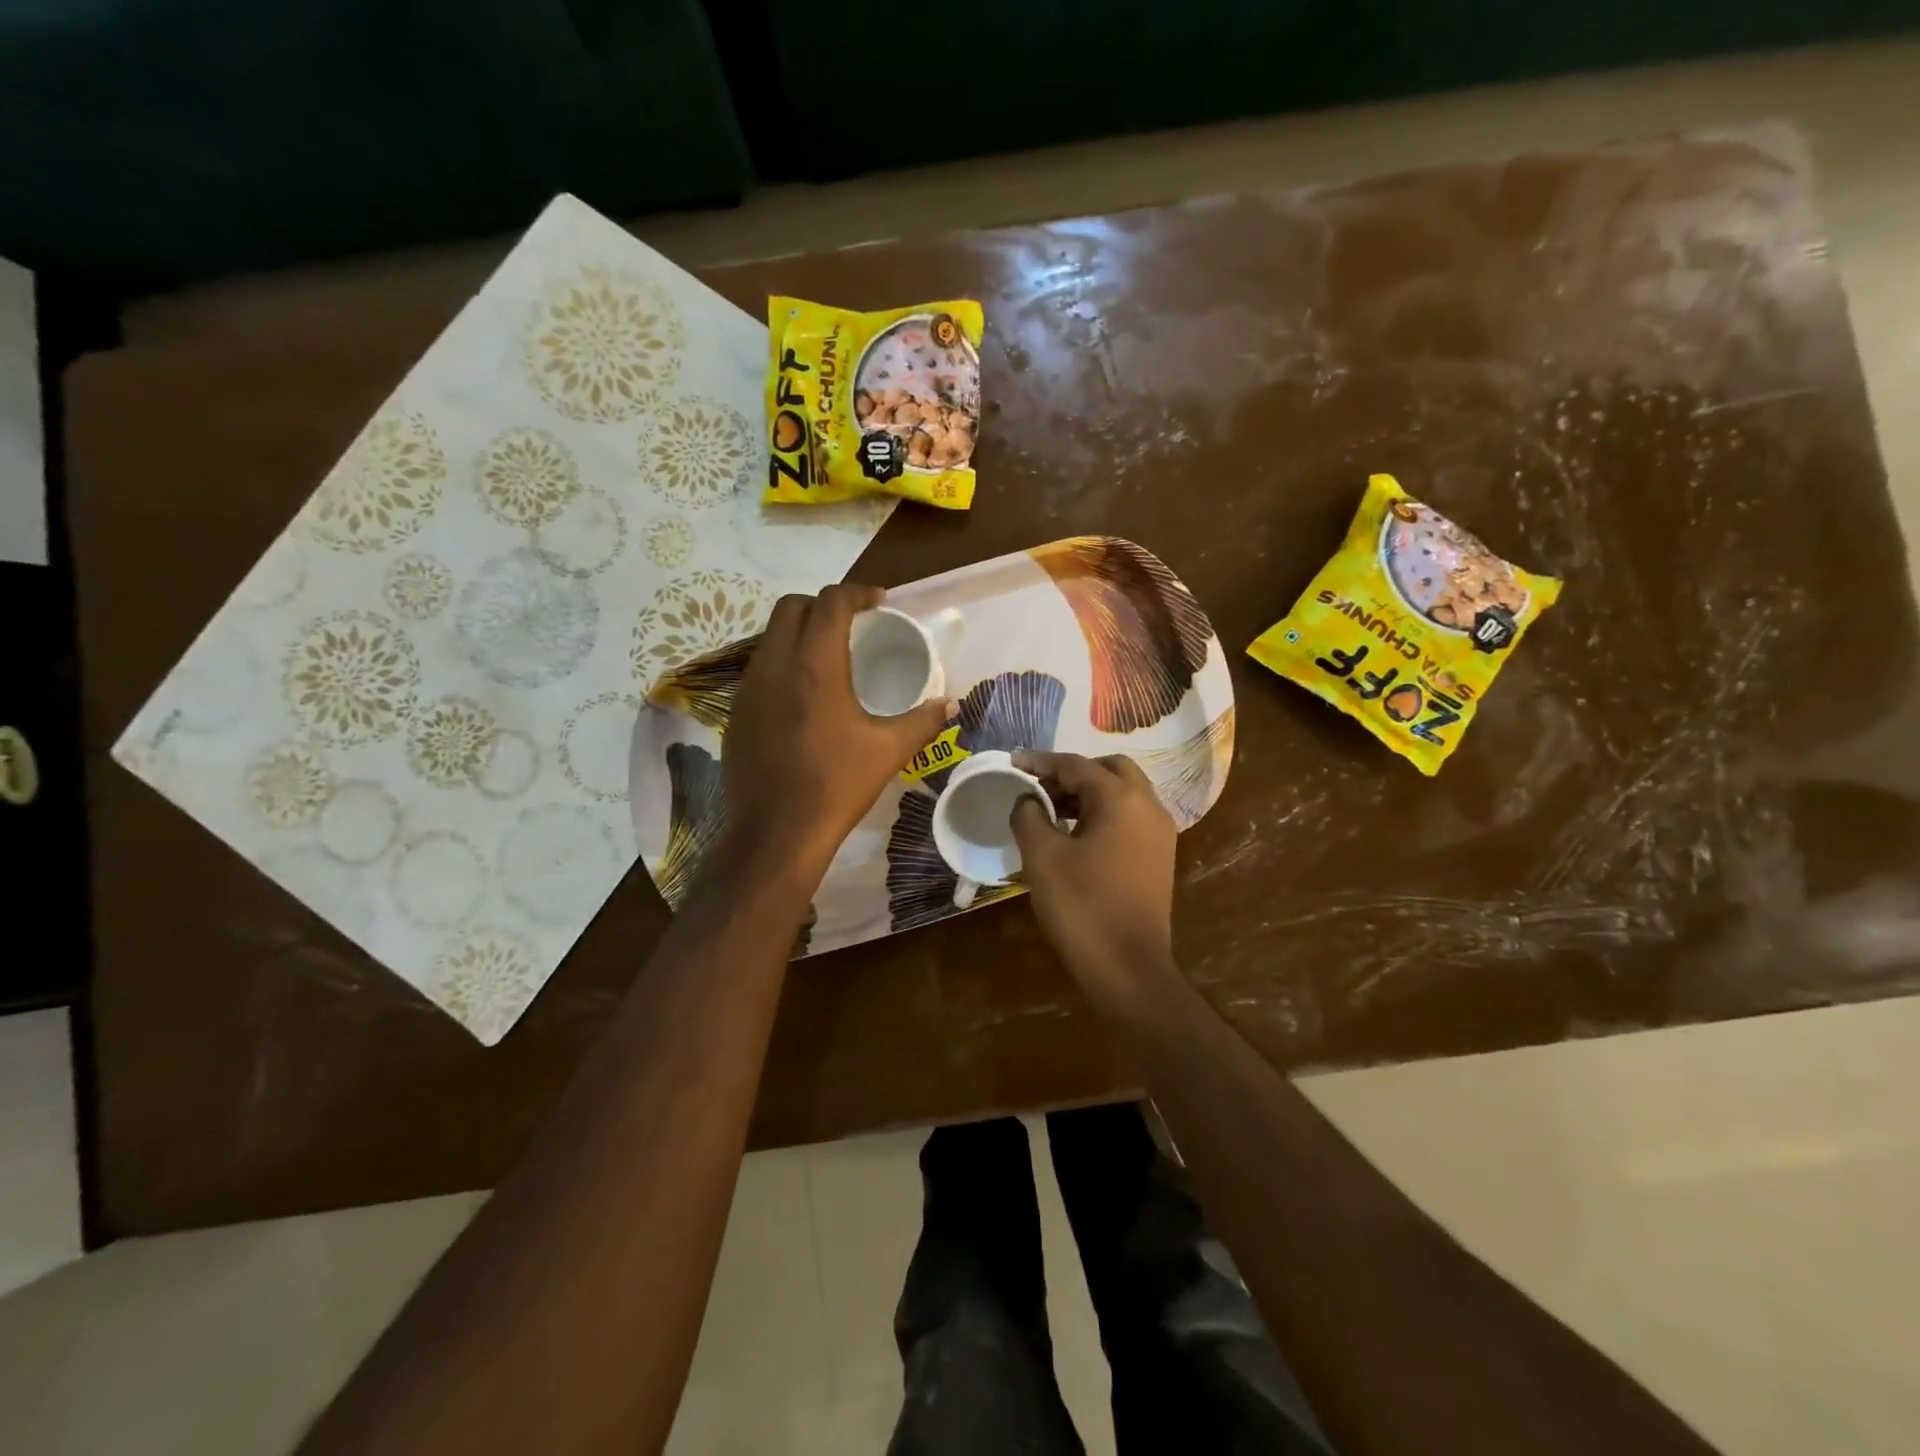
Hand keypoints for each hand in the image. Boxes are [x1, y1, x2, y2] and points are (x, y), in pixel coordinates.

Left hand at [722, 584, 953, 873]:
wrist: (776, 832)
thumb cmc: (836, 785)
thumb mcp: (888, 751)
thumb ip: (923, 721)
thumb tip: (951, 705)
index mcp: (816, 665)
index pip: (831, 602)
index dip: (857, 593)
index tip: (879, 603)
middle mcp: (776, 664)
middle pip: (791, 607)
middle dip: (822, 605)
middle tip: (852, 625)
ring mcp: (749, 687)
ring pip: (770, 637)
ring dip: (799, 633)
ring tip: (829, 657)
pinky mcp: (737, 711)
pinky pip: (760, 668)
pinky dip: (783, 663)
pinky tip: (803, 695)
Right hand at [1010, 752, 1180, 1015]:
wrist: (1129, 968)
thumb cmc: (1082, 906)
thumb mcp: (1042, 857)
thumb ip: (1029, 816)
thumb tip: (1027, 800)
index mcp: (1121, 798)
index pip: (1075, 765)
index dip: (1039, 762)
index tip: (1012, 763)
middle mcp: (1148, 805)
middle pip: (1109, 769)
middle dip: (1071, 772)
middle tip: (1038, 786)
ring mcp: (1159, 832)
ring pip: (1123, 793)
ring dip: (1088, 792)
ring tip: (1050, 809)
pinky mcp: (1159, 855)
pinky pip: (1129, 817)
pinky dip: (1103, 813)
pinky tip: (1075, 833)